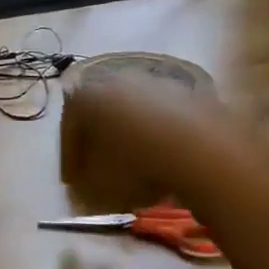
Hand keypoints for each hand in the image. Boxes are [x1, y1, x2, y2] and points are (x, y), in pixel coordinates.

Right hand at [60, 80, 204, 211]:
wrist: (200, 150)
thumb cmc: (135, 166)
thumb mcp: (97, 188)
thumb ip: (82, 187)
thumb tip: (82, 187)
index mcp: (85, 97)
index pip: (68, 128)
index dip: (70, 159)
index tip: (74, 183)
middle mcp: (115, 80)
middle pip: (102, 116)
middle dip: (102, 145)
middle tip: (104, 174)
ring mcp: (155, 84)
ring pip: (135, 116)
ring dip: (133, 141)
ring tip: (140, 173)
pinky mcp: (188, 93)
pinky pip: (165, 121)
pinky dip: (162, 140)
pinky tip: (168, 164)